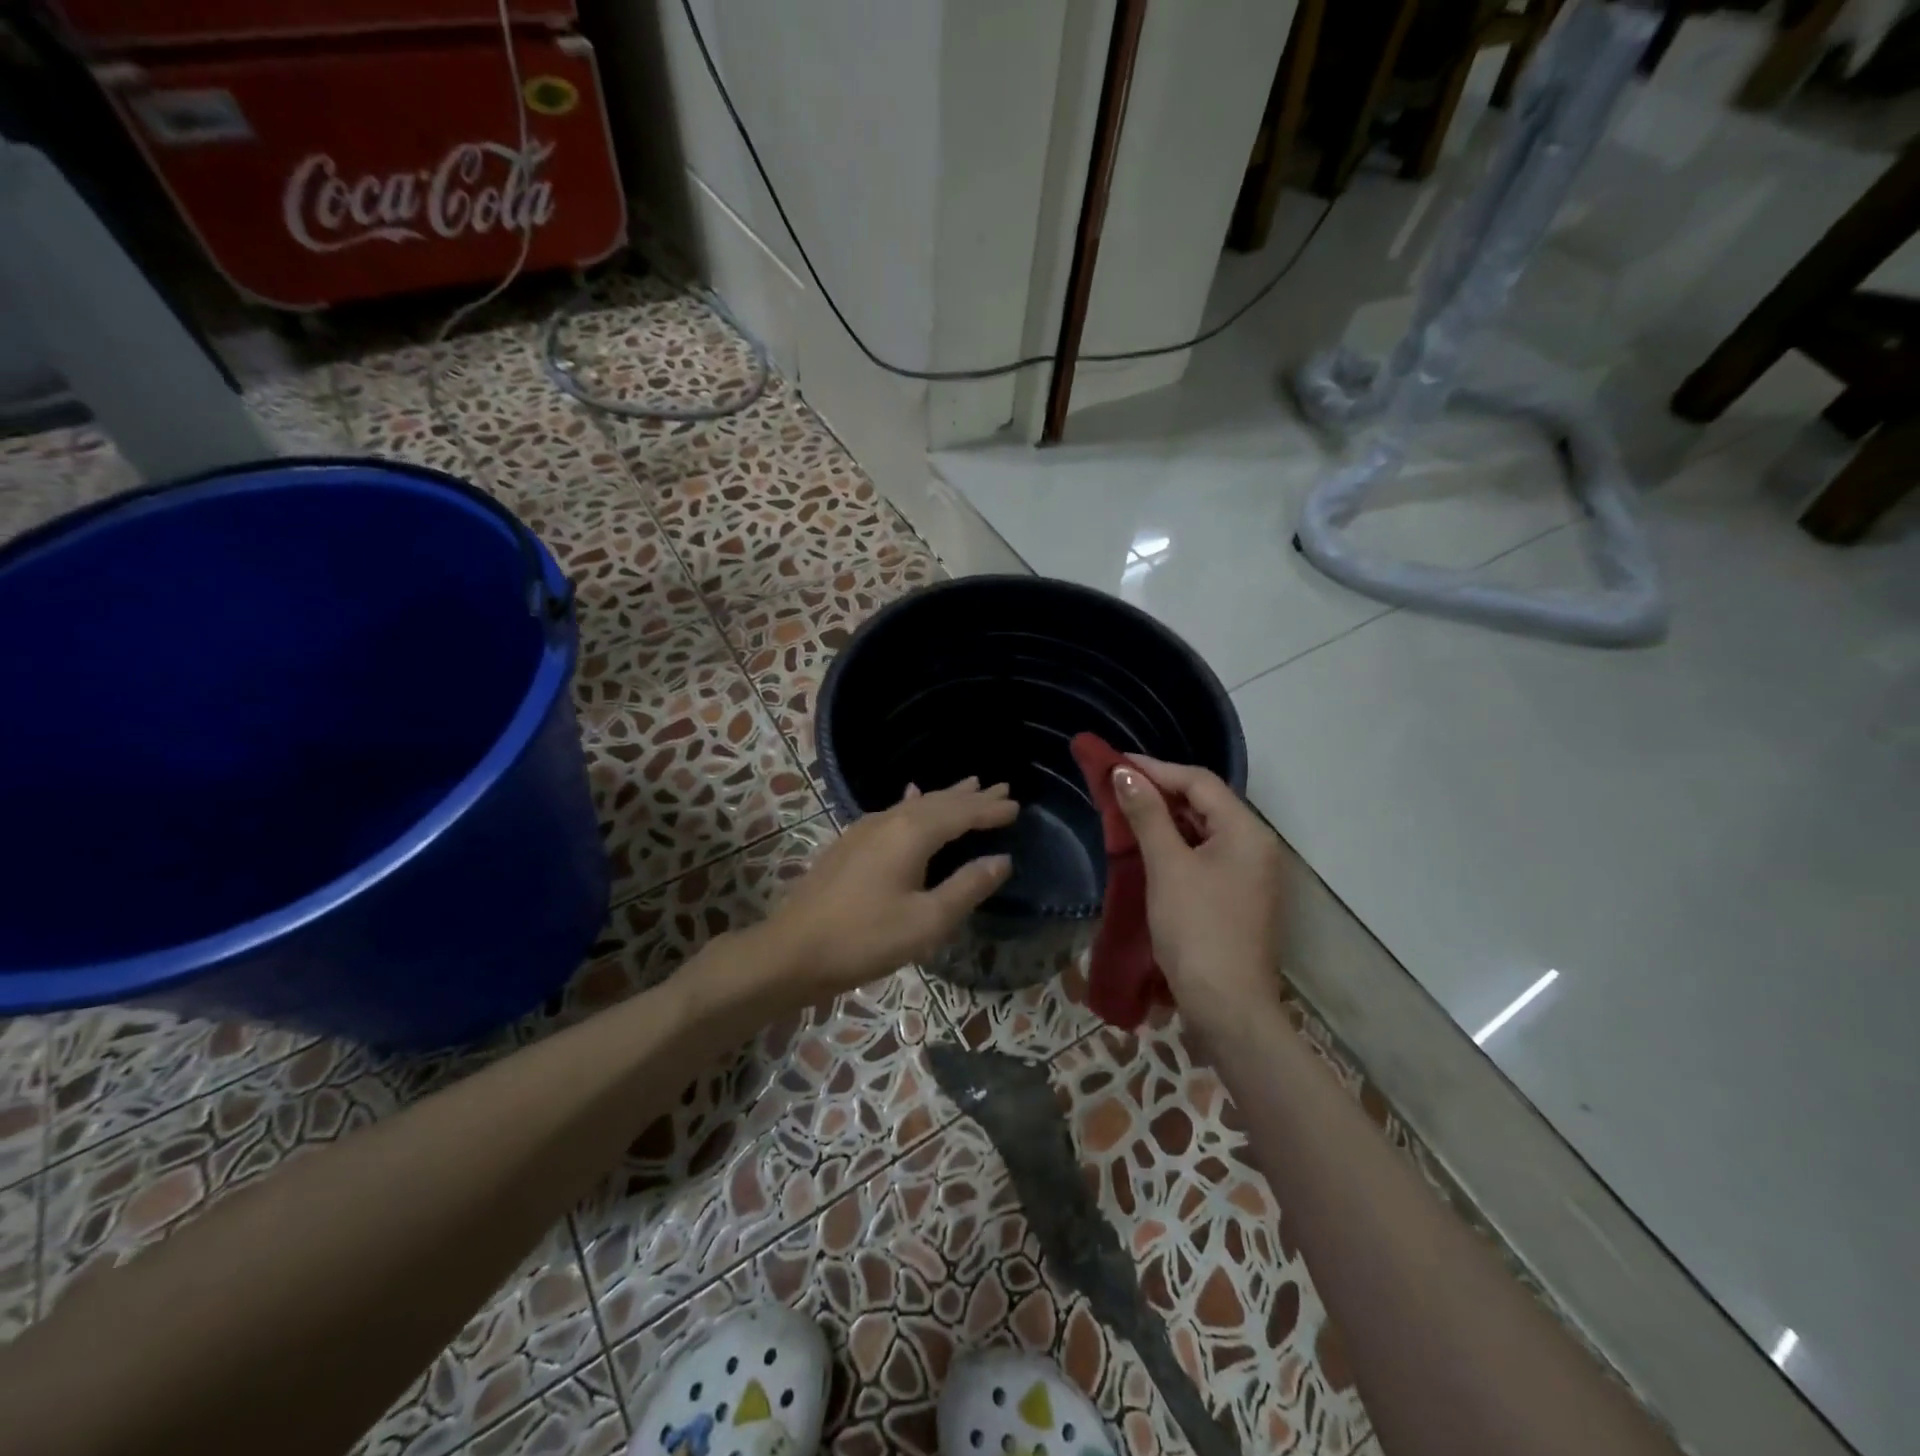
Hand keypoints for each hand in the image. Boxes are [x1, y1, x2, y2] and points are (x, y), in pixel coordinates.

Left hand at [762, 778, 1017, 1004]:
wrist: (792, 950)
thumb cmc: (865, 939)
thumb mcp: (927, 921)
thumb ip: (967, 888)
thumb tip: (1002, 860)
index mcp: (912, 834)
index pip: (961, 814)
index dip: (990, 810)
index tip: (1017, 805)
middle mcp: (889, 821)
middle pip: (939, 802)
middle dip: (971, 796)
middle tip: (1001, 787)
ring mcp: (865, 829)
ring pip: (915, 805)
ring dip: (945, 797)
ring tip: (968, 785)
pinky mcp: (850, 843)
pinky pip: (893, 812)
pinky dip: (914, 804)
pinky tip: (910, 799)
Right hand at [1111, 758, 1285, 1040]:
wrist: (1227, 1009)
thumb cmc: (1197, 930)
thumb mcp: (1167, 867)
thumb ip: (1147, 815)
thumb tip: (1125, 773)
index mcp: (1247, 832)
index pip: (1199, 781)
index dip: (1155, 768)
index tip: (1115, 764)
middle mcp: (1256, 846)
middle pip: (1206, 802)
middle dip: (1160, 791)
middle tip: (1117, 786)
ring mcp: (1250, 875)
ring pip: (1205, 830)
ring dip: (1166, 818)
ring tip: (1126, 812)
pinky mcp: (1238, 898)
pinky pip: (1206, 856)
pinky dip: (1177, 846)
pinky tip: (1149, 849)